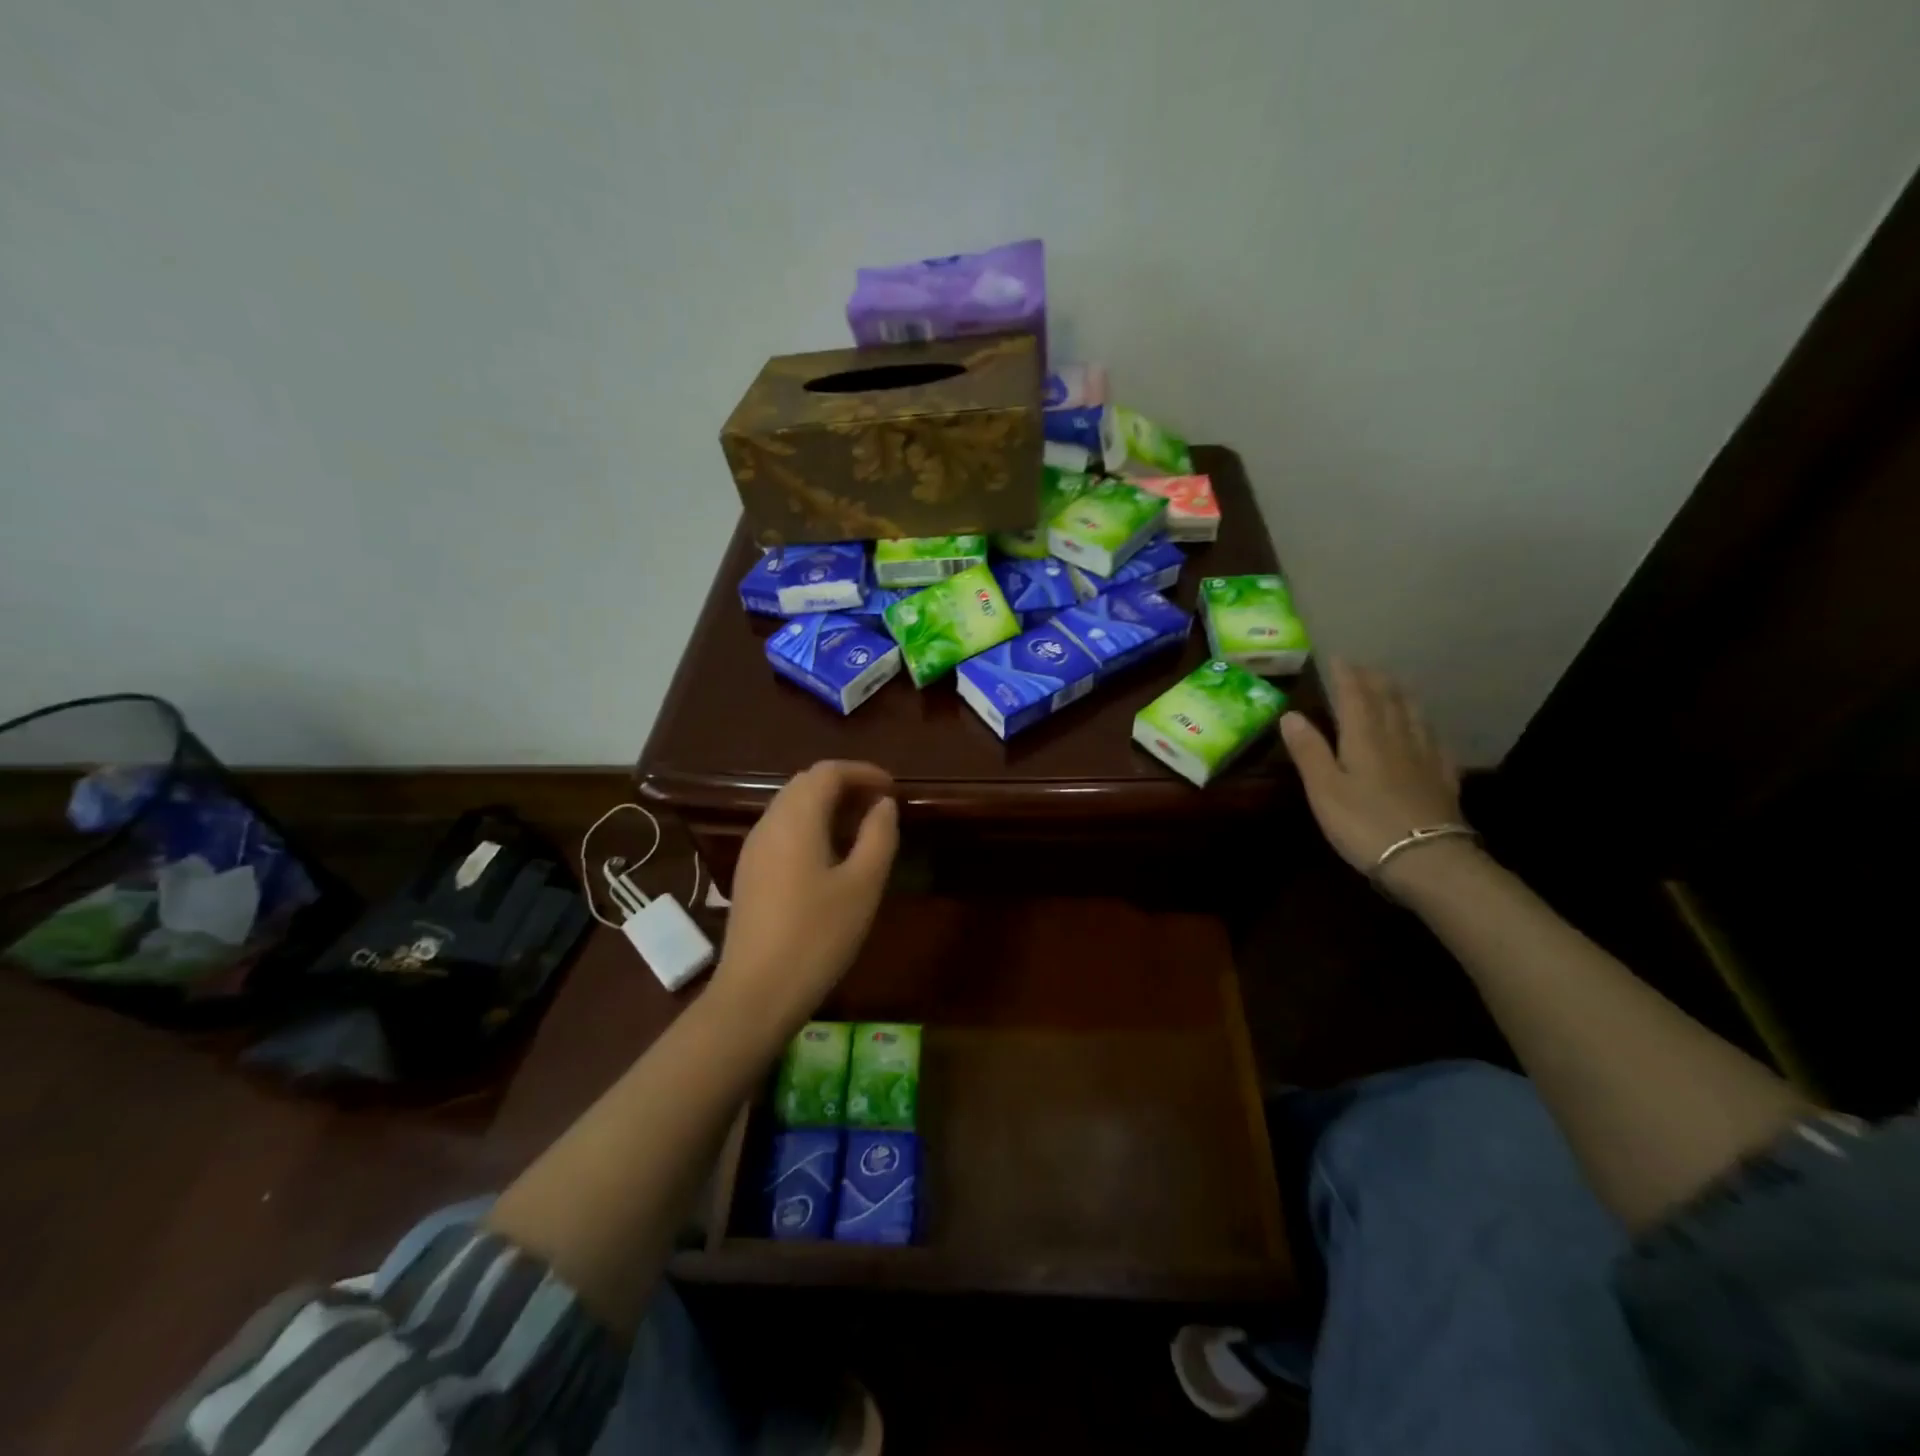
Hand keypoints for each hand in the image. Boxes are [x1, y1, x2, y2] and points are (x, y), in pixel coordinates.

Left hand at [711, 761, 898, 1045]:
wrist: (756, 992)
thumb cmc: (818, 936)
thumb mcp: (863, 885)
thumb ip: (878, 836)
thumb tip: (883, 805)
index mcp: (796, 819)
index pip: (828, 772)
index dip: (863, 772)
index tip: (893, 788)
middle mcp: (769, 823)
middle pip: (806, 783)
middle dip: (845, 785)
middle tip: (880, 806)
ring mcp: (754, 848)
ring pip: (792, 806)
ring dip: (827, 805)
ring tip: (861, 829)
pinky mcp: (749, 872)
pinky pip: (782, 829)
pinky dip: (811, 826)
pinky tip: (831, 856)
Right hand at [1280, 660, 1464, 879]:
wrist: (1427, 859)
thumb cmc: (1364, 823)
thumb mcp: (1324, 789)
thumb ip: (1308, 750)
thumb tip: (1290, 714)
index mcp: (1364, 737)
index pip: (1355, 696)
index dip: (1346, 675)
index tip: (1338, 658)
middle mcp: (1397, 738)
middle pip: (1388, 699)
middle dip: (1374, 680)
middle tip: (1364, 667)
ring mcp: (1425, 757)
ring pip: (1413, 716)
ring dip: (1401, 696)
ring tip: (1393, 686)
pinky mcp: (1442, 778)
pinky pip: (1435, 742)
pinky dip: (1426, 727)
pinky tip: (1427, 730)